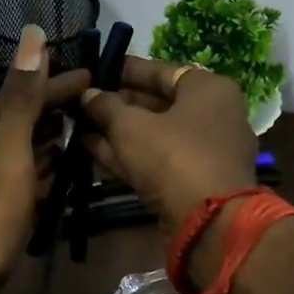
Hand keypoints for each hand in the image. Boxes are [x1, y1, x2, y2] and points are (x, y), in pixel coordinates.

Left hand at [0, 25, 90, 293]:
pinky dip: (29, 174)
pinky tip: (53, 178)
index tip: (96, 77)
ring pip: (10, 149)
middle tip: (96, 112)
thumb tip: (34, 35)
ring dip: (44, 146)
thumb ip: (24, 98)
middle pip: (14, 118)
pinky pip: (5, 176)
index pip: (20, 92)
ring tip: (83, 141)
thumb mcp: (9, 156)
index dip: (59, 85)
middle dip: (52, 116)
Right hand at [78, 56, 257, 251]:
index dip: (125, 71)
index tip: (96, 71)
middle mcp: (214, 116)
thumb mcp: (131, 126)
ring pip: (156, 135)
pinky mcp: (194, 182)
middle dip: (119, 105)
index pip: (162, 71)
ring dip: (118, 132)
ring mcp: (206, 152)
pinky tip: (91, 150)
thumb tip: (88, 94)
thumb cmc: (174, 157)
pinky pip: (158, 160)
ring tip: (79, 125)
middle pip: (159, 104)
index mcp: (209, 90)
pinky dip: (129, 155)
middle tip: (82, 102)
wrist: (209, 222)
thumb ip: (106, 106)